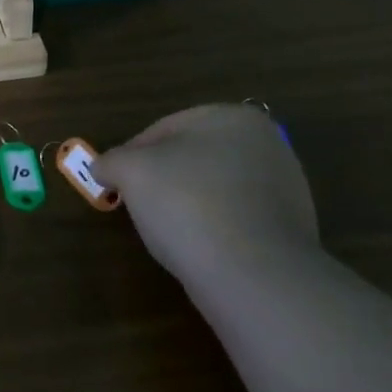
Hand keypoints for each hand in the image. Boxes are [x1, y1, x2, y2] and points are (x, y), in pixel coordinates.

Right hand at [96, 105, 319, 295]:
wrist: (253, 275)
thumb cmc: (188, 204)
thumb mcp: (132, 172)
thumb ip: (111, 161)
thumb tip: (102, 168)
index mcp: (233, 117)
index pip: (164, 128)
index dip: (131, 155)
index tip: (114, 183)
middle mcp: (266, 143)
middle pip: (193, 157)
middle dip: (162, 179)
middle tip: (137, 206)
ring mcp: (284, 187)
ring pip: (215, 188)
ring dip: (188, 205)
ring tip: (168, 233)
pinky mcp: (289, 229)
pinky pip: (236, 220)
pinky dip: (214, 229)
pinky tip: (199, 249)